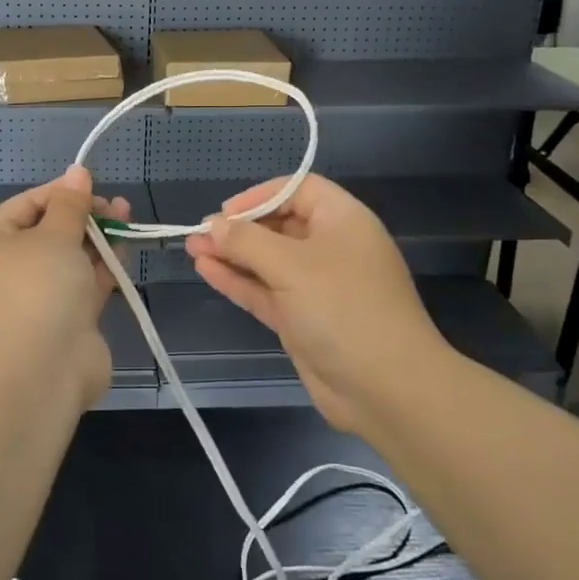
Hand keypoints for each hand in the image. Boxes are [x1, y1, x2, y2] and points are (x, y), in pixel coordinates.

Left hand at [0, 166, 130, 410]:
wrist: (41, 371)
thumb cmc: (38, 288)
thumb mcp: (55, 235)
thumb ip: (71, 203)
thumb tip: (77, 171)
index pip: (23, 206)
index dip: (58, 192)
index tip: (91, 185)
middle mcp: (7, 272)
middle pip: (48, 232)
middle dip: (82, 215)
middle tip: (113, 205)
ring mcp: (36, 300)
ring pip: (69, 259)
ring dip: (96, 238)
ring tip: (126, 216)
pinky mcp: (63, 321)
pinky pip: (82, 285)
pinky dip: (102, 266)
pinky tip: (124, 246)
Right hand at [183, 176, 444, 431]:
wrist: (387, 389)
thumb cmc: (343, 308)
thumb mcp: (291, 266)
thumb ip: (247, 242)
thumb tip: (213, 225)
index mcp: (342, 221)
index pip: (299, 190)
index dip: (261, 195)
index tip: (226, 212)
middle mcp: (331, 248)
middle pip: (280, 224)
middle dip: (239, 228)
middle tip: (200, 234)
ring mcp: (317, 286)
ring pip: (267, 261)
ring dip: (232, 254)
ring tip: (191, 249)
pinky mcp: (303, 319)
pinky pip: (266, 290)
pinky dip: (238, 280)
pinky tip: (206, 271)